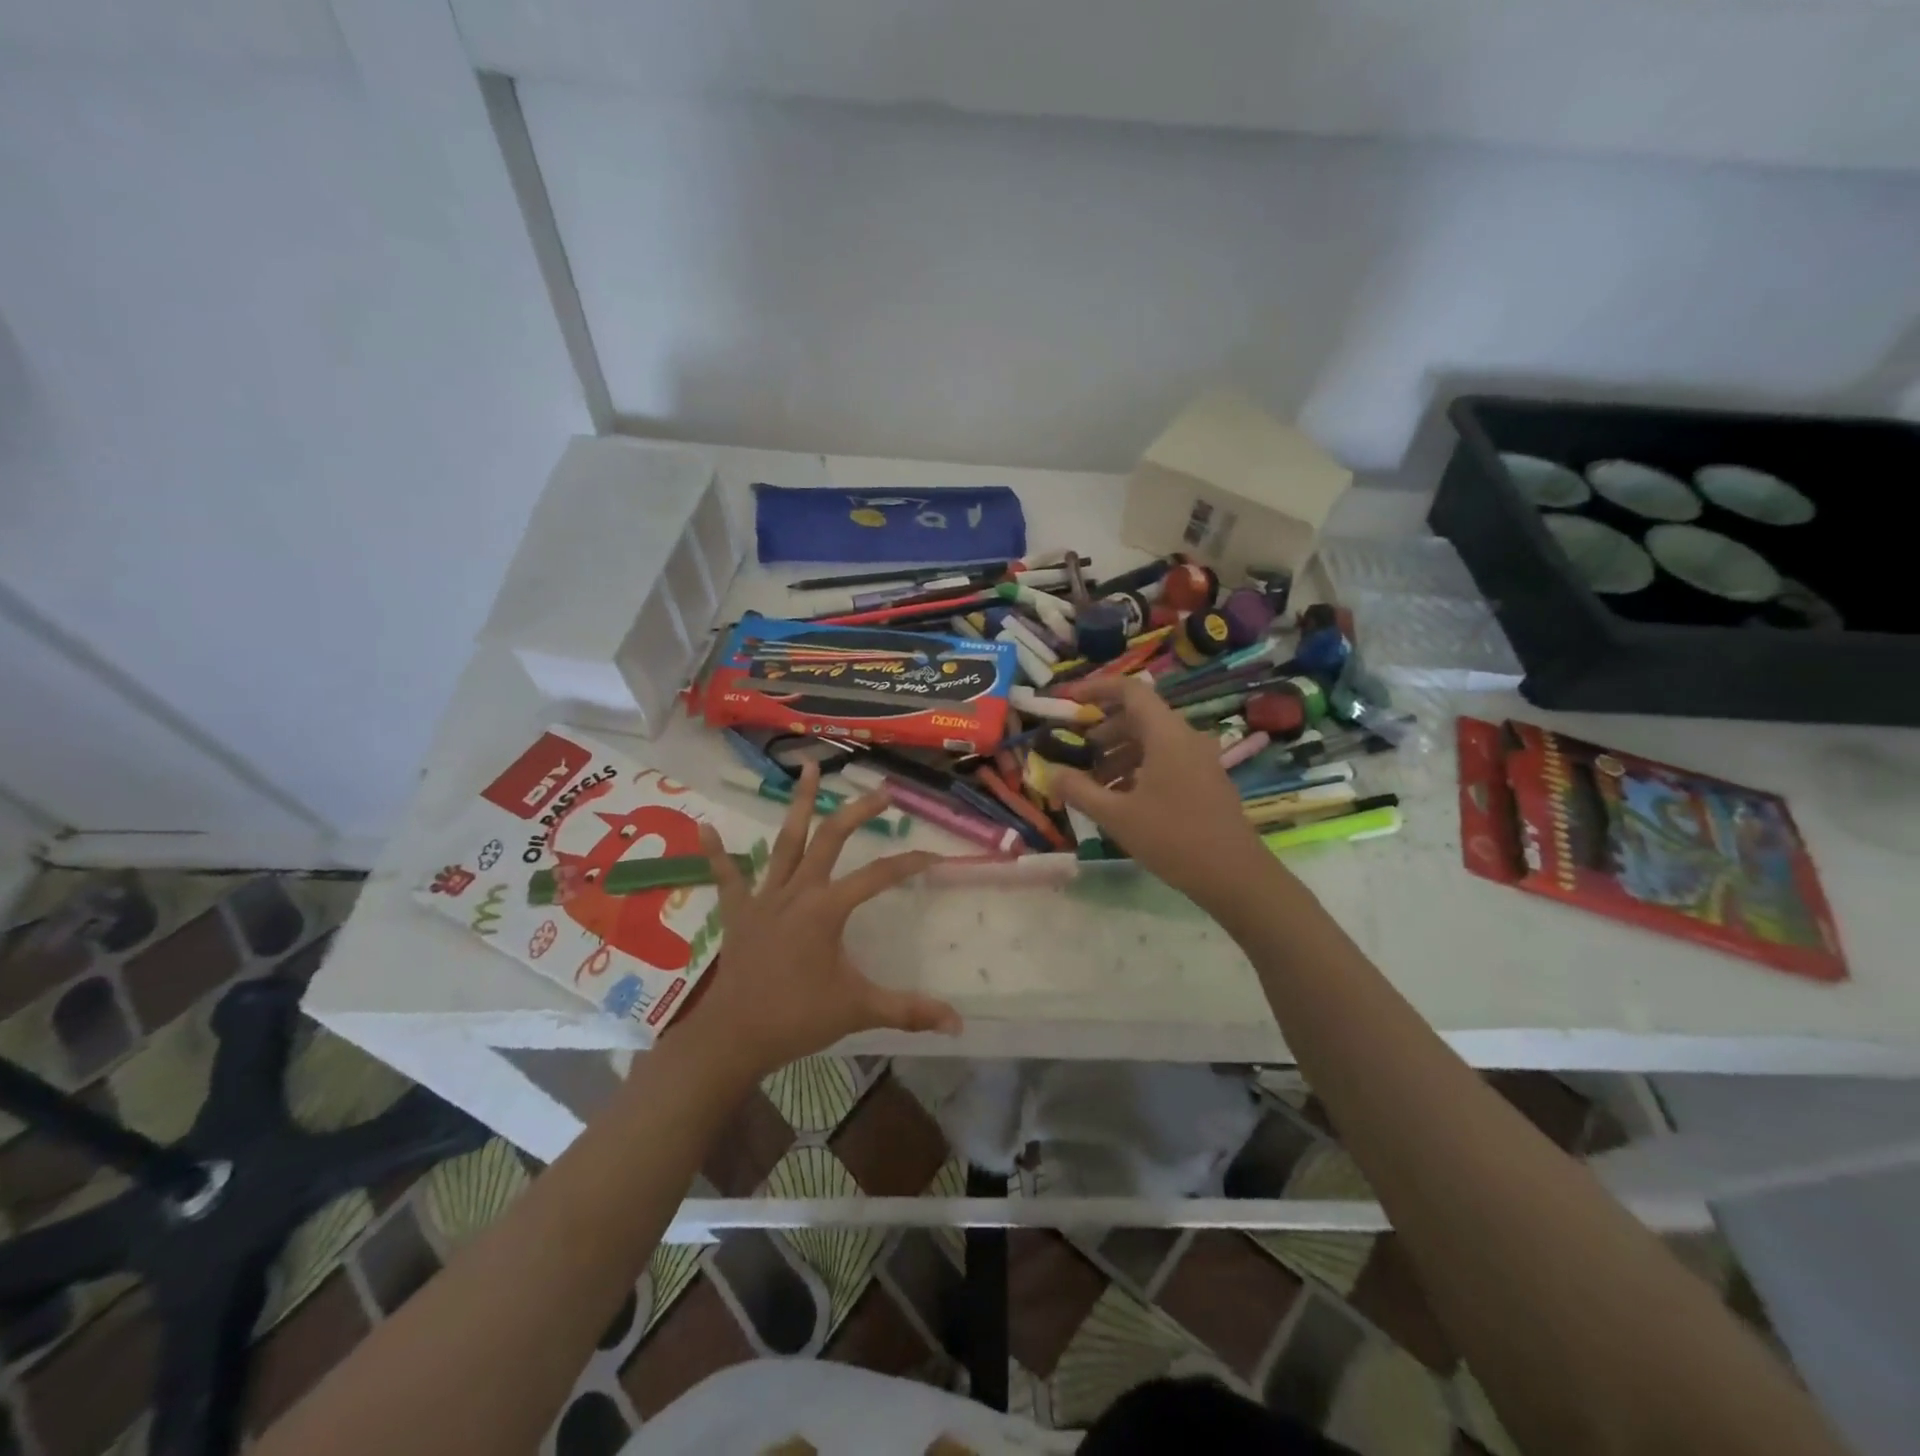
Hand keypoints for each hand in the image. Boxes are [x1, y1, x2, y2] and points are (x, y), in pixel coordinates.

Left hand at [677, 762, 960, 1078]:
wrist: (734, 1036)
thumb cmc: (797, 1018)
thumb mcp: (859, 1010)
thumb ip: (909, 1011)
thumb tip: (958, 1024)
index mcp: (827, 909)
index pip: (879, 876)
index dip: (909, 863)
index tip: (935, 857)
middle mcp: (797, 891)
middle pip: (831, 839)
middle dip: (858, 812)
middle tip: (882, 790)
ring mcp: (764, 897)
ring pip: (785, 841)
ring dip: (798, 805)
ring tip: (808, 768)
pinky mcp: (738, 911)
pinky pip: (726, 876)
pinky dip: (715, 852)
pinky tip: (703, 826)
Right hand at [1052, 675, 1271, 909]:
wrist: (1234, 876)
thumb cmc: (1173, 838)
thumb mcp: (1116, 816)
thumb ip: (1078, 790)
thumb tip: (1048, 773)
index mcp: (1166, 734)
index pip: (1130, 690)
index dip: (1096, 689)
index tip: (1068, 700)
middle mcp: (1186, 737)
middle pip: (1139, 716)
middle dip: (1103, 730)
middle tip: (1075, 752)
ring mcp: (1199, 759)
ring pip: (1151, 741)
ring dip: (1118, 754)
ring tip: (1093, 783)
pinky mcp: (1205, 780)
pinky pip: (1165, 760)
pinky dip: (1138, 768)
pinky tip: (1120, 799)